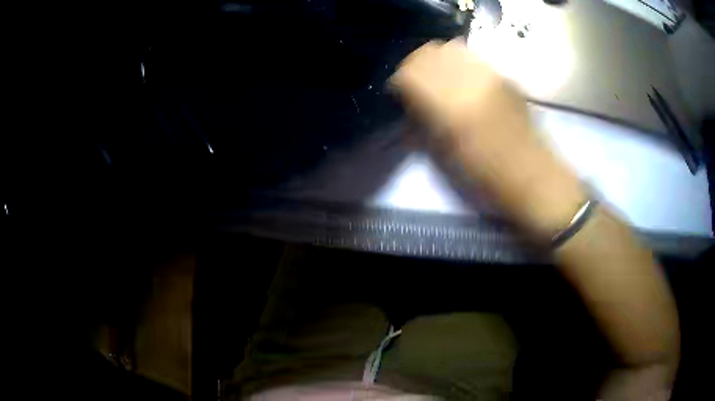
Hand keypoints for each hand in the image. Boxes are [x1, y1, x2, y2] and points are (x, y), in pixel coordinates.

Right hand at [391, 39, 584, 238]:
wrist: (532, 176)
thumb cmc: (486, 176)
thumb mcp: (444, 154)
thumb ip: (422, 121)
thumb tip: (409, 101)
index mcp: (451, 107)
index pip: (410, 73)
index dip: (399, 81)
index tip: (399, 93)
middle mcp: (470, 81)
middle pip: (428, 52)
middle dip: (414, 66)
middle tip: (414, 83)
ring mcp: (490, 75)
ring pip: (450, 48)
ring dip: (436, 60)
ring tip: (437, 78)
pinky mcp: (504, 76)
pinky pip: (472, 57)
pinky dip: (457, 62)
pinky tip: (460, 78)